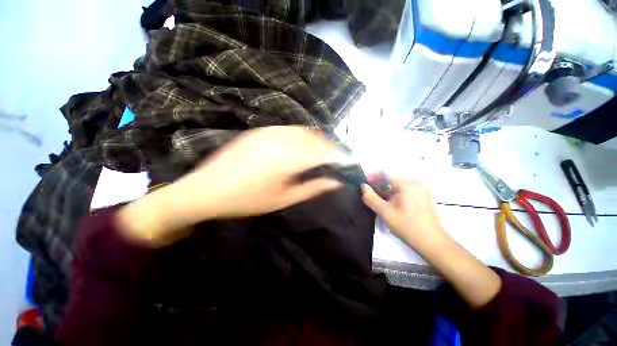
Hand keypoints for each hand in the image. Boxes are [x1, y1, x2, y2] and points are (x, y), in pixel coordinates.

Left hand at [173, 126, 342, 219]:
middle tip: (340, 157)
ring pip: (304, 131)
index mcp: (286, 160)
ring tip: (325, 151)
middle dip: (332, 147)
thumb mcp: (283, 199)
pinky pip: (290, 129)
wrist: (205, 190)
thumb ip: (312, 188)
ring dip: (319, 140)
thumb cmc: (246, 200)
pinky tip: (304, 145)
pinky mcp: (260, 130)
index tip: (351, 160)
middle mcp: (280, 140)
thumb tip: (336, 182)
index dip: (341, 155)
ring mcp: (269, 132)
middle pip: (316, 139)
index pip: (323, 152)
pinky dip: (303, 135)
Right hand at [363, 177, 501, 307]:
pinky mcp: (422, 194)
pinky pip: (403, 187)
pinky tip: (389, 201)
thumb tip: (363, 186)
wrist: (432, 242)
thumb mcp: (385, 212)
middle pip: (391, 176)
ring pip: (397, 182)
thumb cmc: (408, 227)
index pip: (385, 172)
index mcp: (407, 184)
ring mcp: (420, 188)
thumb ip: (371, 198)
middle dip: (378, 182)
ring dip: (385, 187)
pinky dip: (393, 191)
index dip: (372, 176)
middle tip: (368, 192)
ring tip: (376, 197)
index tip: (363, 184)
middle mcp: (415, 181)